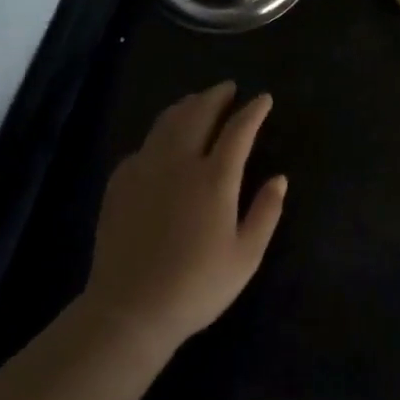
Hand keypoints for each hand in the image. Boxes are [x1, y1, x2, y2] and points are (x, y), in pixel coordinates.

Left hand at [83, 83, 286, 346]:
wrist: (129, 311)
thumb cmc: (197, 286)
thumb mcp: (246, 256)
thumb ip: (266, 213)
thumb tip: (279, 179)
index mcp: (215, 178)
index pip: (239, 129)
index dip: (253, 110)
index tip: (263, 98)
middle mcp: (179, 163)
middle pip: (198, 114)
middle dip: (216, 96)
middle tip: (228, 88)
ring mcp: (145, 171)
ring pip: (166, 123)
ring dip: (186, 106)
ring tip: (197, 101)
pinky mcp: (120, 185)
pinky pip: (143, 147)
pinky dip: (159, 135)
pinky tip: (161, 143)